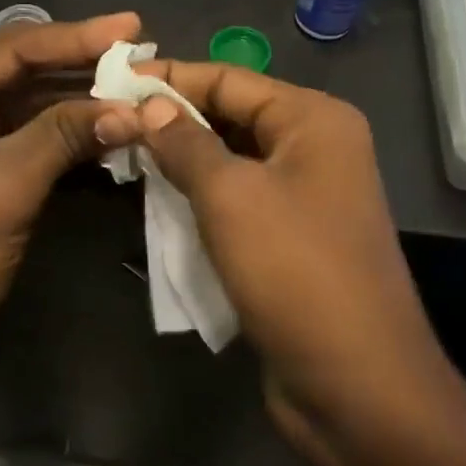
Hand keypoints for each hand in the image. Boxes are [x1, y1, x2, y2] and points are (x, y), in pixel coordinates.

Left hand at [0, 13, 142, 391]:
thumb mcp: (5, 188)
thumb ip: (64, 135)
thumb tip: (131, 108)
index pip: (8, 48)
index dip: (73, 36)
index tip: (129, 26)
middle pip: (17, 69)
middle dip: (78, 64)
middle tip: (139, 51)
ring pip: (25, 101)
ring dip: (77, 97)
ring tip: (134, 84)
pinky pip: (26, 133)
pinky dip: (65, 130)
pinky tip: (107, 124)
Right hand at [96, 61, 453, 435]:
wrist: (356, 386)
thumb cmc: (294, 272)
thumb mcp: (230, 197)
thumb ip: (184, 143)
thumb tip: (146, 105)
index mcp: (314, 120)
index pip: (229, 79)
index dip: (169, 79)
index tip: (112, 79)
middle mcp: (316, 148)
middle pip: (231, 116)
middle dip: (171, 120)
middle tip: (109, 120)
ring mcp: (307, 196)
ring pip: (231, 161)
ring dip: (181, 160)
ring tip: (122, 155)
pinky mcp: (291, 239)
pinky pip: (238, 201)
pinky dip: (199, 198)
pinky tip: (158, 201)